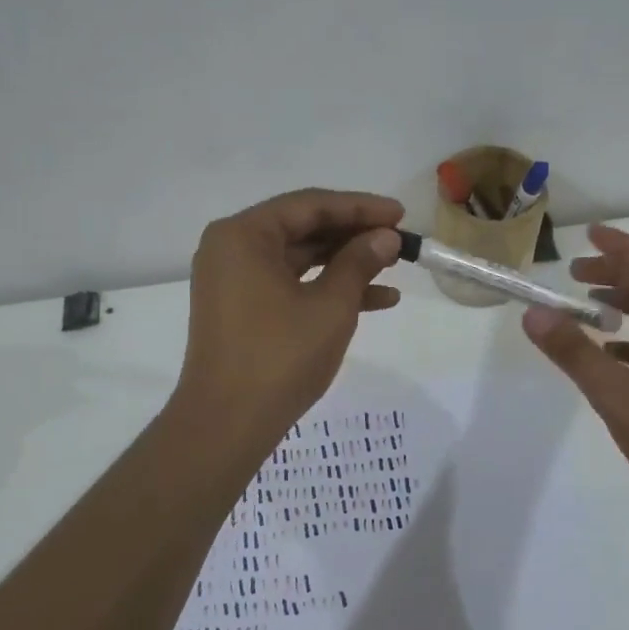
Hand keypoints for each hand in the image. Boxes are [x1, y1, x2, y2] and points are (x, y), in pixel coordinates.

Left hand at [176, 188, 404, 430]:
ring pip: (299, 259)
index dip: (360, 207)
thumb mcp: (330, 306)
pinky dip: (326, 289)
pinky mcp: (242, 310)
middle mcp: (232, 249)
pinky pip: (289, 285)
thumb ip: (359, 262)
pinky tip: (377, 300)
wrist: (228, 424)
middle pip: (303, 228)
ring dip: (346, 263)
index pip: (310, 205)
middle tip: (399, 241)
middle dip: (354, 235)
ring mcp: (234, 281)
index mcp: (243, 235)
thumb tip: (386, 237)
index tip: (400, 214)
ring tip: (395, 267)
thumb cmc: (279, 356)